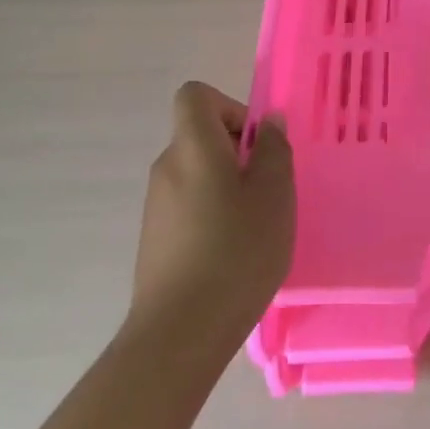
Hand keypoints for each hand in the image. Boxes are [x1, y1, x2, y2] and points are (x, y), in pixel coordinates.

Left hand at [134, 82, 295, 342]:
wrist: (180, 333)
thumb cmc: (236, 251)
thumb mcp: (274, 194)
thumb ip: (274, 149)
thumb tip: (267, 122)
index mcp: (192, 146)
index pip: (195, 95)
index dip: (229, 106)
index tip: (255, 143)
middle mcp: (166, 167)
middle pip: (200, 135)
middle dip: (238, 152)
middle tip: (268, 189)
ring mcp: (156, 205)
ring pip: (198, 172)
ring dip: (228, 185)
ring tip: (255, 226)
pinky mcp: (155, 238)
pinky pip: (189, 204)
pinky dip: (212, 213)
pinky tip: (233, 252)